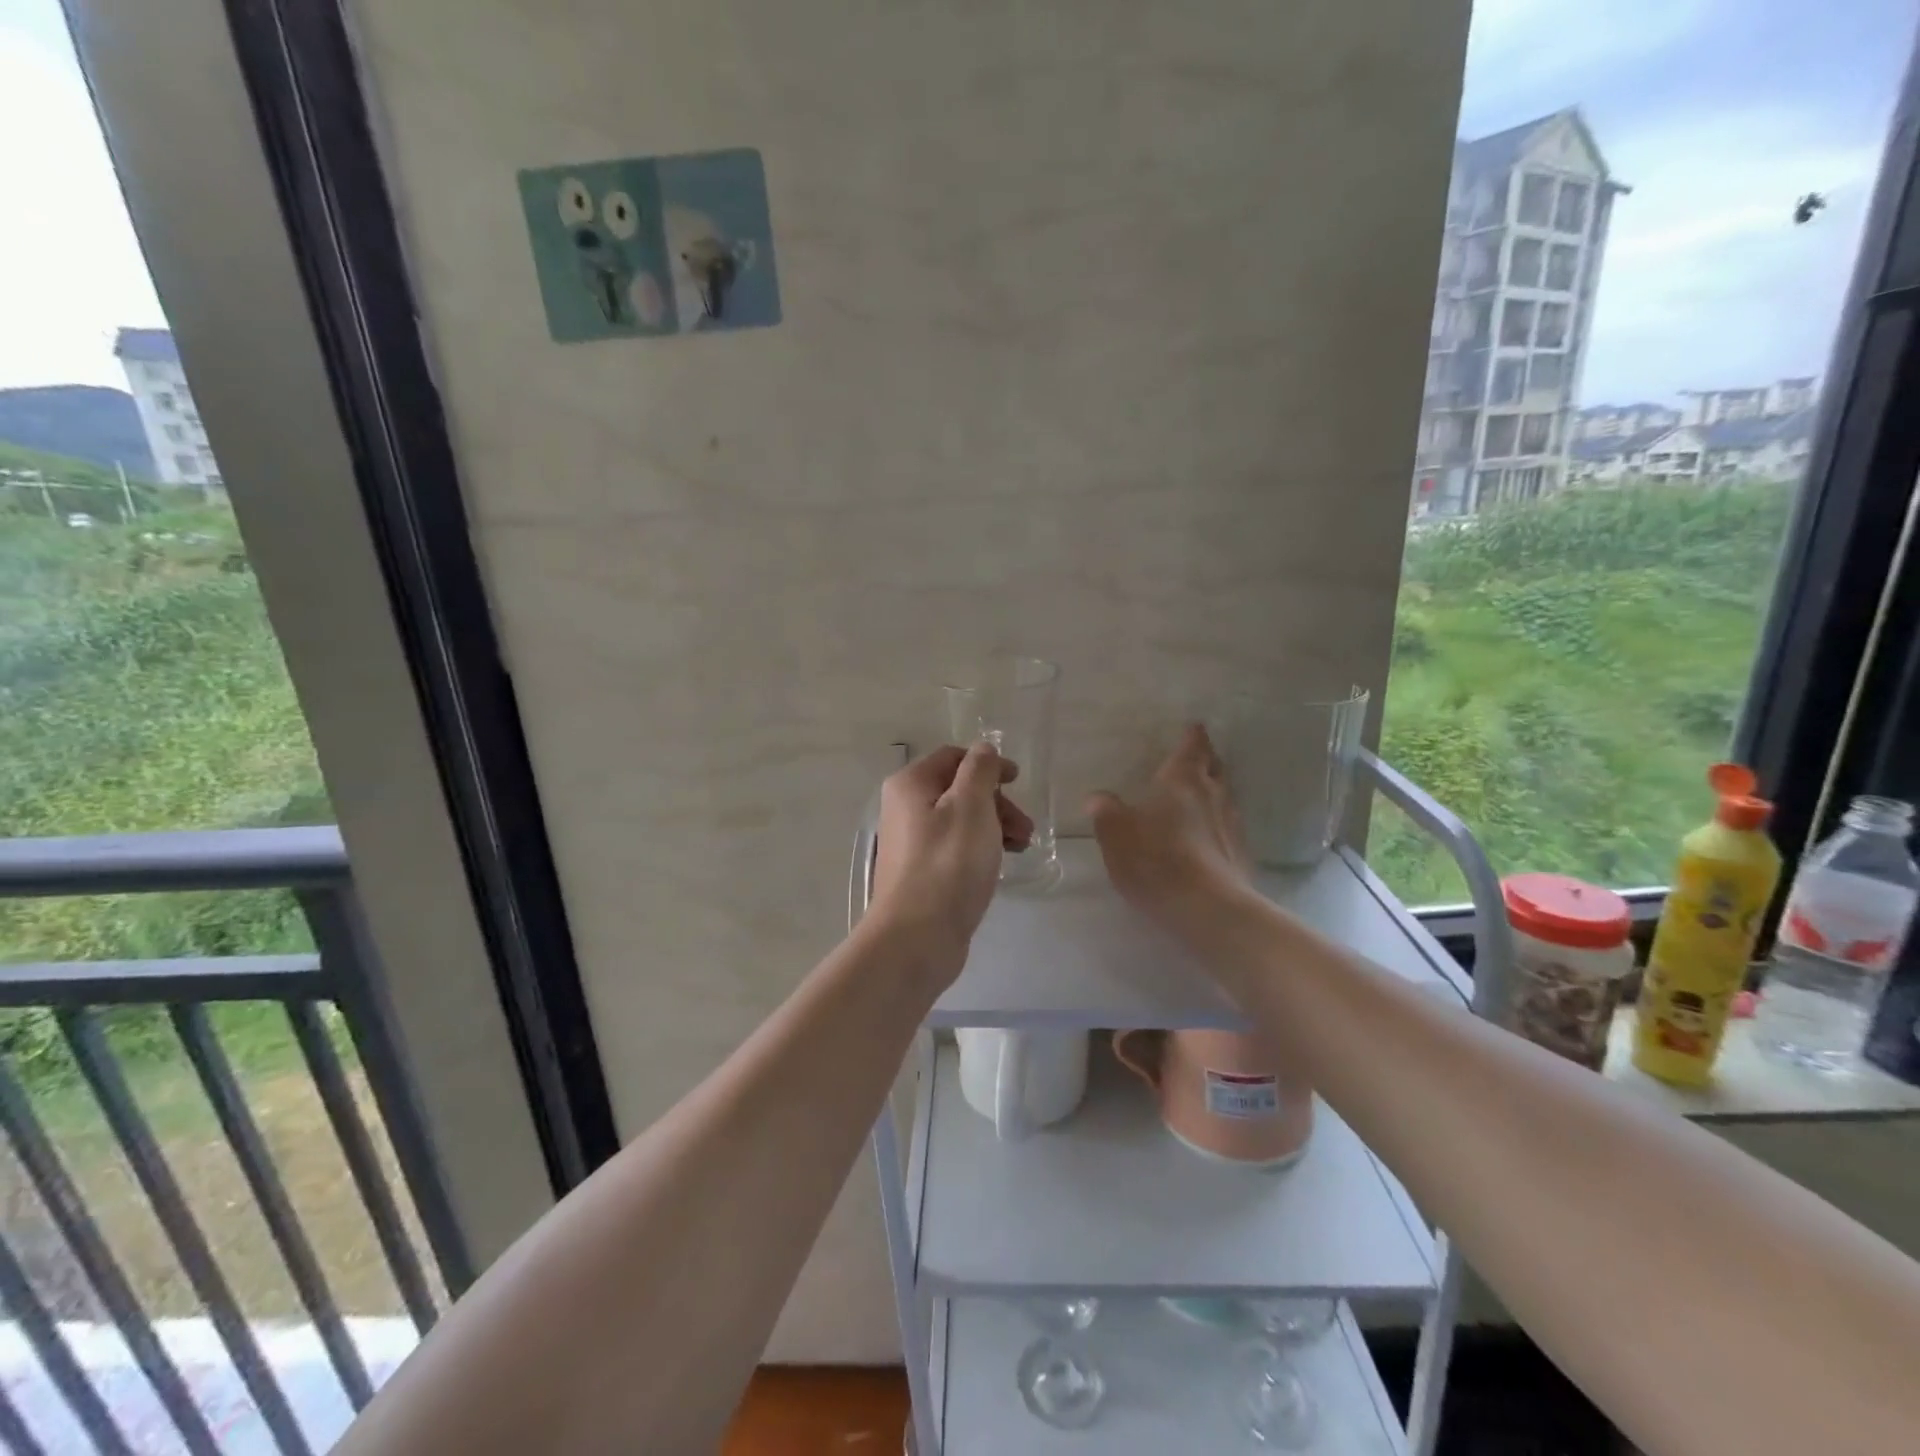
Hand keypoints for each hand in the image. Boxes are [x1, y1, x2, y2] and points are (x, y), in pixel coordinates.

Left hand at [869, 743, 1033, 973]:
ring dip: (994, 826)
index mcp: (911, 784)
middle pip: (958, 789)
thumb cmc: (948, 864)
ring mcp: (910, 842)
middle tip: (1025, 827)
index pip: (953, 757)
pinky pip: (955, 847)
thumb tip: (982, 749)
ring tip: (1022, 847)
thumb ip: (980, 770)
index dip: (988, 764)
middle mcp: (904, 807)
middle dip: (997, 802)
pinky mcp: (920, 872)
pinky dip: (980, 848)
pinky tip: (1000, 864)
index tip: (1018, 781)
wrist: (917, 937)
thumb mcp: (971, 806)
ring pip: (960, 820)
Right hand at [1086, 724, 1253, 939]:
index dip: (1192, 736)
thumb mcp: (1115, 835)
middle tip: (1197, 756)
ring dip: (1214, 791)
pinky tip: (1206, 837)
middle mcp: (1213, 794)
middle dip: (1206, 759)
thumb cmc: (1156, 860)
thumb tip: (1098, 798)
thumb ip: (1106, 813)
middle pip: (1214, 767)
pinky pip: (1228, 828)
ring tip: (1200, 795)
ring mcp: (1232, 825)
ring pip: (1225, 797)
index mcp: (1182, 780)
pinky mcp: (1240, 855)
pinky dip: (1217, 824)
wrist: (1207, 909)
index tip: (1194, 727)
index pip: (1192, 747)